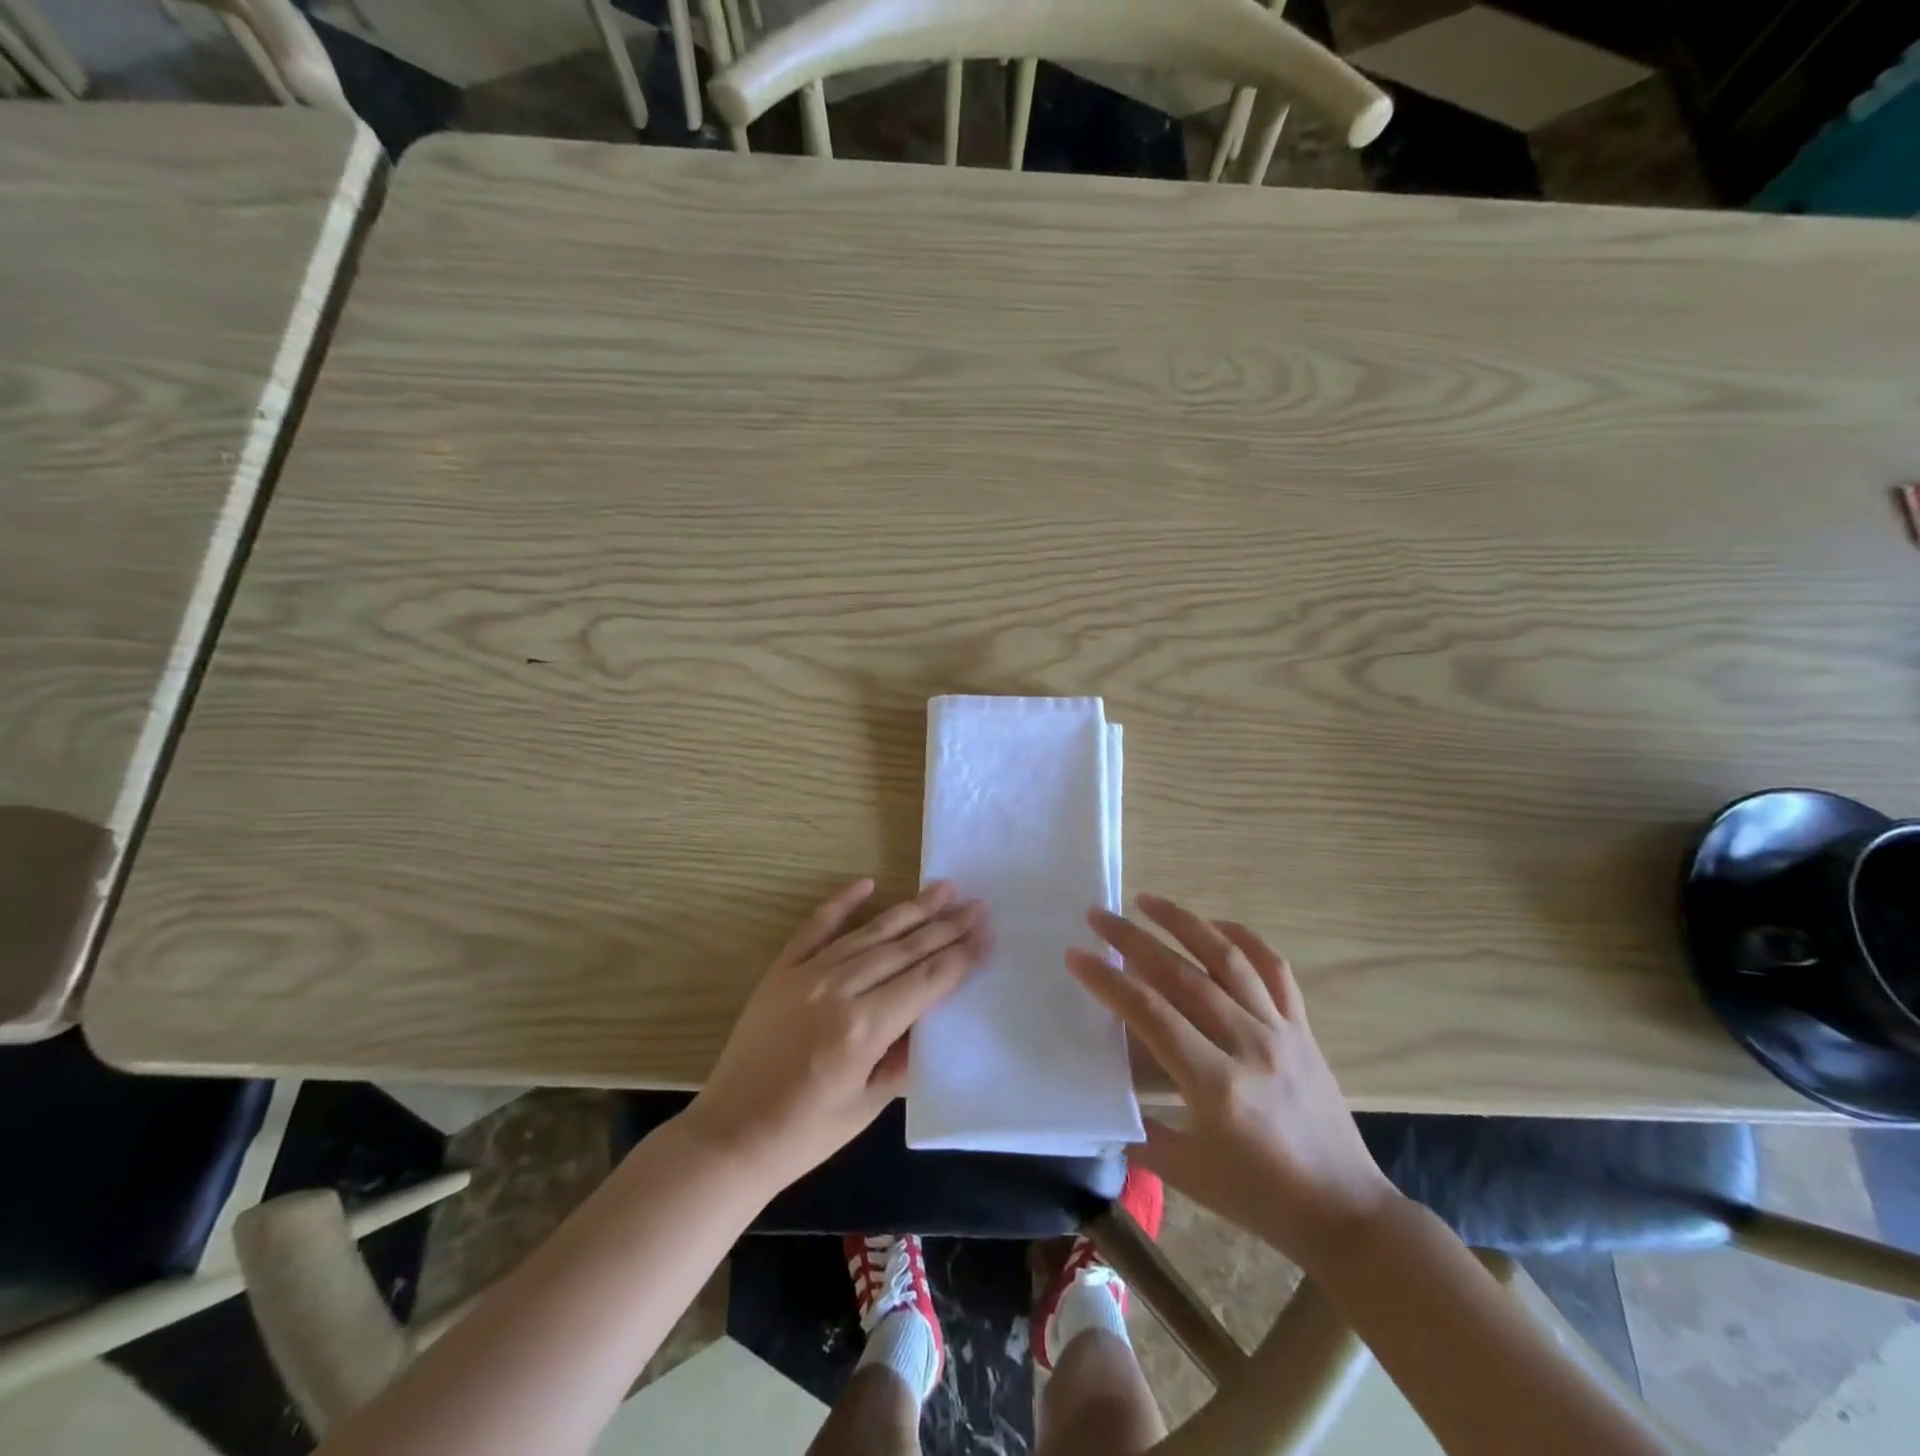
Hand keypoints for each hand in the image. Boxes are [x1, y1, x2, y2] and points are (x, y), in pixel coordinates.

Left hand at [684, 878, 985, 1189]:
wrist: (730, 1136)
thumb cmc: (805, 1134)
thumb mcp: (868, 1105)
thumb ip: (904, 1056)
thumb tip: (932, 1017)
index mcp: (864, 1028)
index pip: (926, 981)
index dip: (960, 957)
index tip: (986, 934)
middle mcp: (839, 990)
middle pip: (905, 949)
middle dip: (945, 926)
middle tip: (977, 904)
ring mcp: (807, 974)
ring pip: (870, 933)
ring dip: (909, 909)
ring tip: (942, 887)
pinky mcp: (781, 970)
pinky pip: (816, 927)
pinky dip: (842, 903)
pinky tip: (867, 883)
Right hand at [1066, 893, 1398, 1269]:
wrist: (1348, 1214)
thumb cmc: (1262, 1200)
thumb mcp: (1187, 1176)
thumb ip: (1138, 1132)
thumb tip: (1101, 1100)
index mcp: (1216, 1087)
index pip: (1151, 1014)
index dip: (1108, 980)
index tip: (1076, 954)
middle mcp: (1249, 1045)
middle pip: (1183, 975)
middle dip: (1133, 939)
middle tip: (1099, 915)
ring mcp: (1281, 1031)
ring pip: (1228, 958)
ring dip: (1183, 922)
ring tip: (1147, 900)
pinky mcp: (1303, 1028)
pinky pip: (1274, 969)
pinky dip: (1244, 938)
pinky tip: (1215, 925)